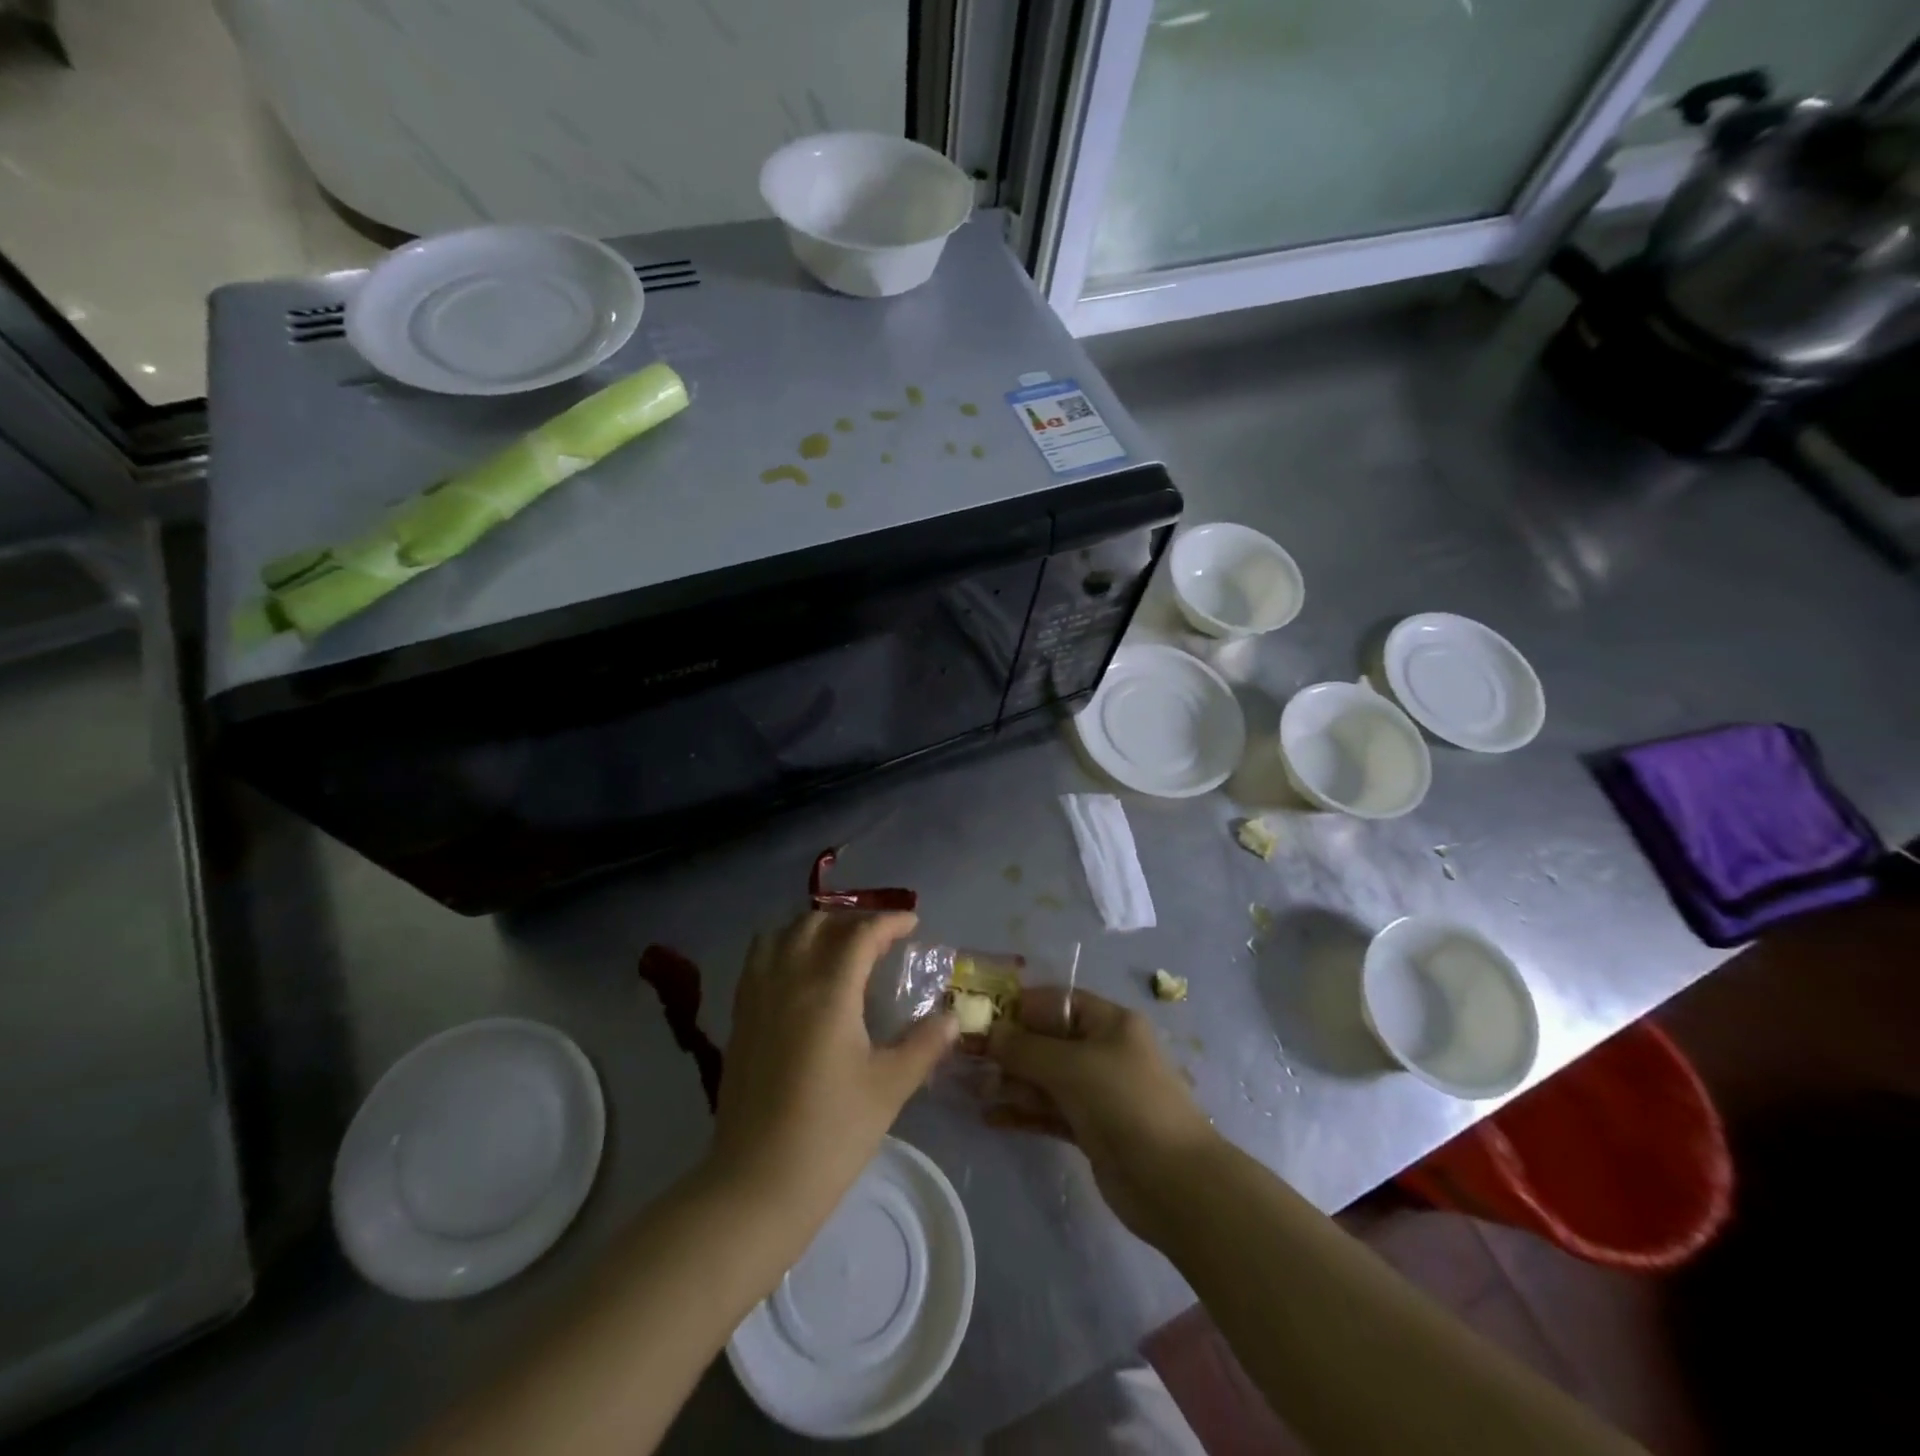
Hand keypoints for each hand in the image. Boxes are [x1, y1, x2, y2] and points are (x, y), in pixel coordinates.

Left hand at [708, 911, 956, 1237]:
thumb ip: (924, 1044)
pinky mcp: (740, 1018)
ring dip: (813, 928)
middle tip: (879, 938)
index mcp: (828, 993)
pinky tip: (799, 972)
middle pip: (817, 923)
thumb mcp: (889, 1088)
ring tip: (838, 946)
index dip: (889, 922)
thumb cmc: (831, 1135)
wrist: (757, 1185)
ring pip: (782, 934)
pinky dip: (783, 946)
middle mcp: (788, 981)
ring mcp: (757, 997)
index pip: (860, 934)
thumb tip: (953, 1017)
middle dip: (852, 919)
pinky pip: (759, 959)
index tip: (912, 924)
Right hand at [987, 987, 1217, 1240]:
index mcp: (1109, 1023)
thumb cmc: (1124, 1103)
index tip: (979, 1016)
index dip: (1019, 1006)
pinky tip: (990, 1117)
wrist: (1174, 1183)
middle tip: (965, 1056)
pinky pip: (1049, 1111)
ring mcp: (1097, 1092)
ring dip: (1011, 1081)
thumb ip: (1025, 1048)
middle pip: (1047, 1040)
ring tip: (970, 1088)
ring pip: (1045, 1078)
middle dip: (1008, 1047)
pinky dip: (1023, 1112)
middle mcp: (1103, 1050)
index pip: (1057, 1001)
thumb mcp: (1071, 1066)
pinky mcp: (1090, 1128)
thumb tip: (990, 1033)